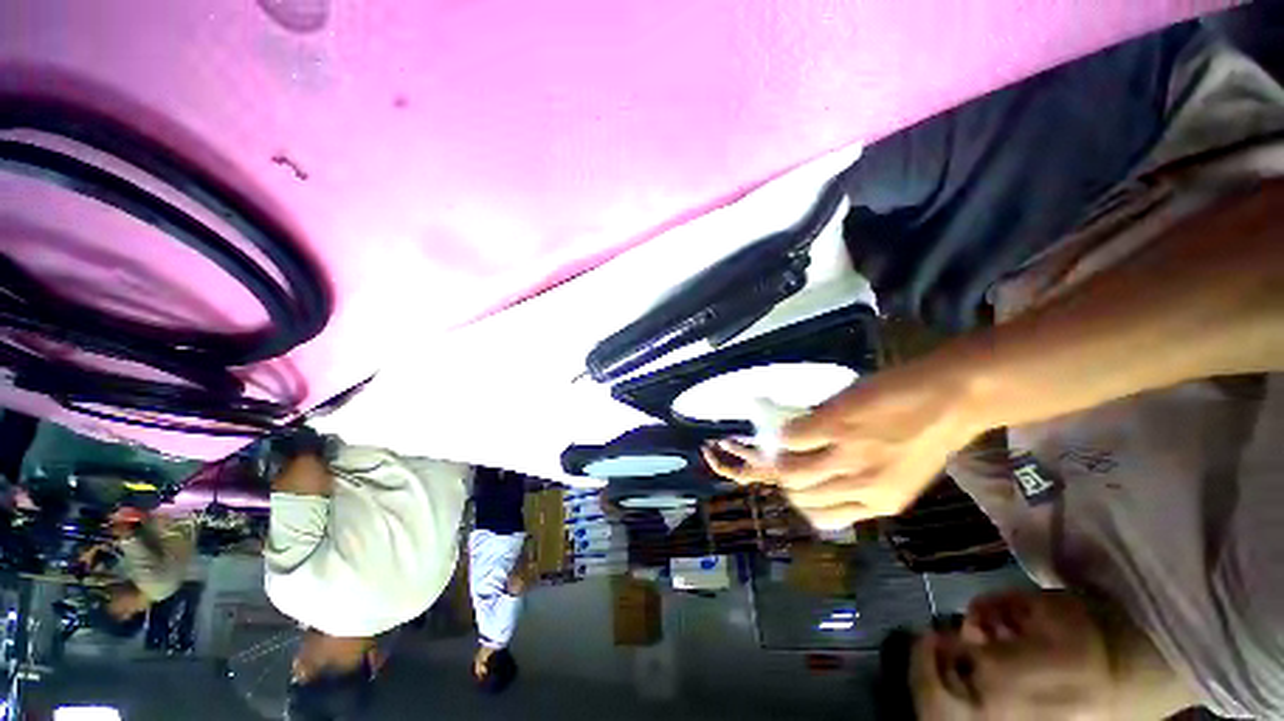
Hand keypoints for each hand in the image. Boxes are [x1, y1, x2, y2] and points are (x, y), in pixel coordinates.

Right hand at [702, 357, 986, 529]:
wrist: (950, 396)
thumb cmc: (927, 433)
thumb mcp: (900, 472)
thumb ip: (862, 482)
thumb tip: (820, 476)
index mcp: (879, 504)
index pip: (821, 516)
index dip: (801, 500)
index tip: (796, 484)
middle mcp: (860, 487)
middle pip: (799, 495)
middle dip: (785, 478)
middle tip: (784, 459)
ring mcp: (845, 455)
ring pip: (789, 471)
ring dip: (780, 457)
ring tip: (783, 444)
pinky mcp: (832, 425)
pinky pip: (790, 437)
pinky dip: (784, 432)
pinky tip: (793, 424)